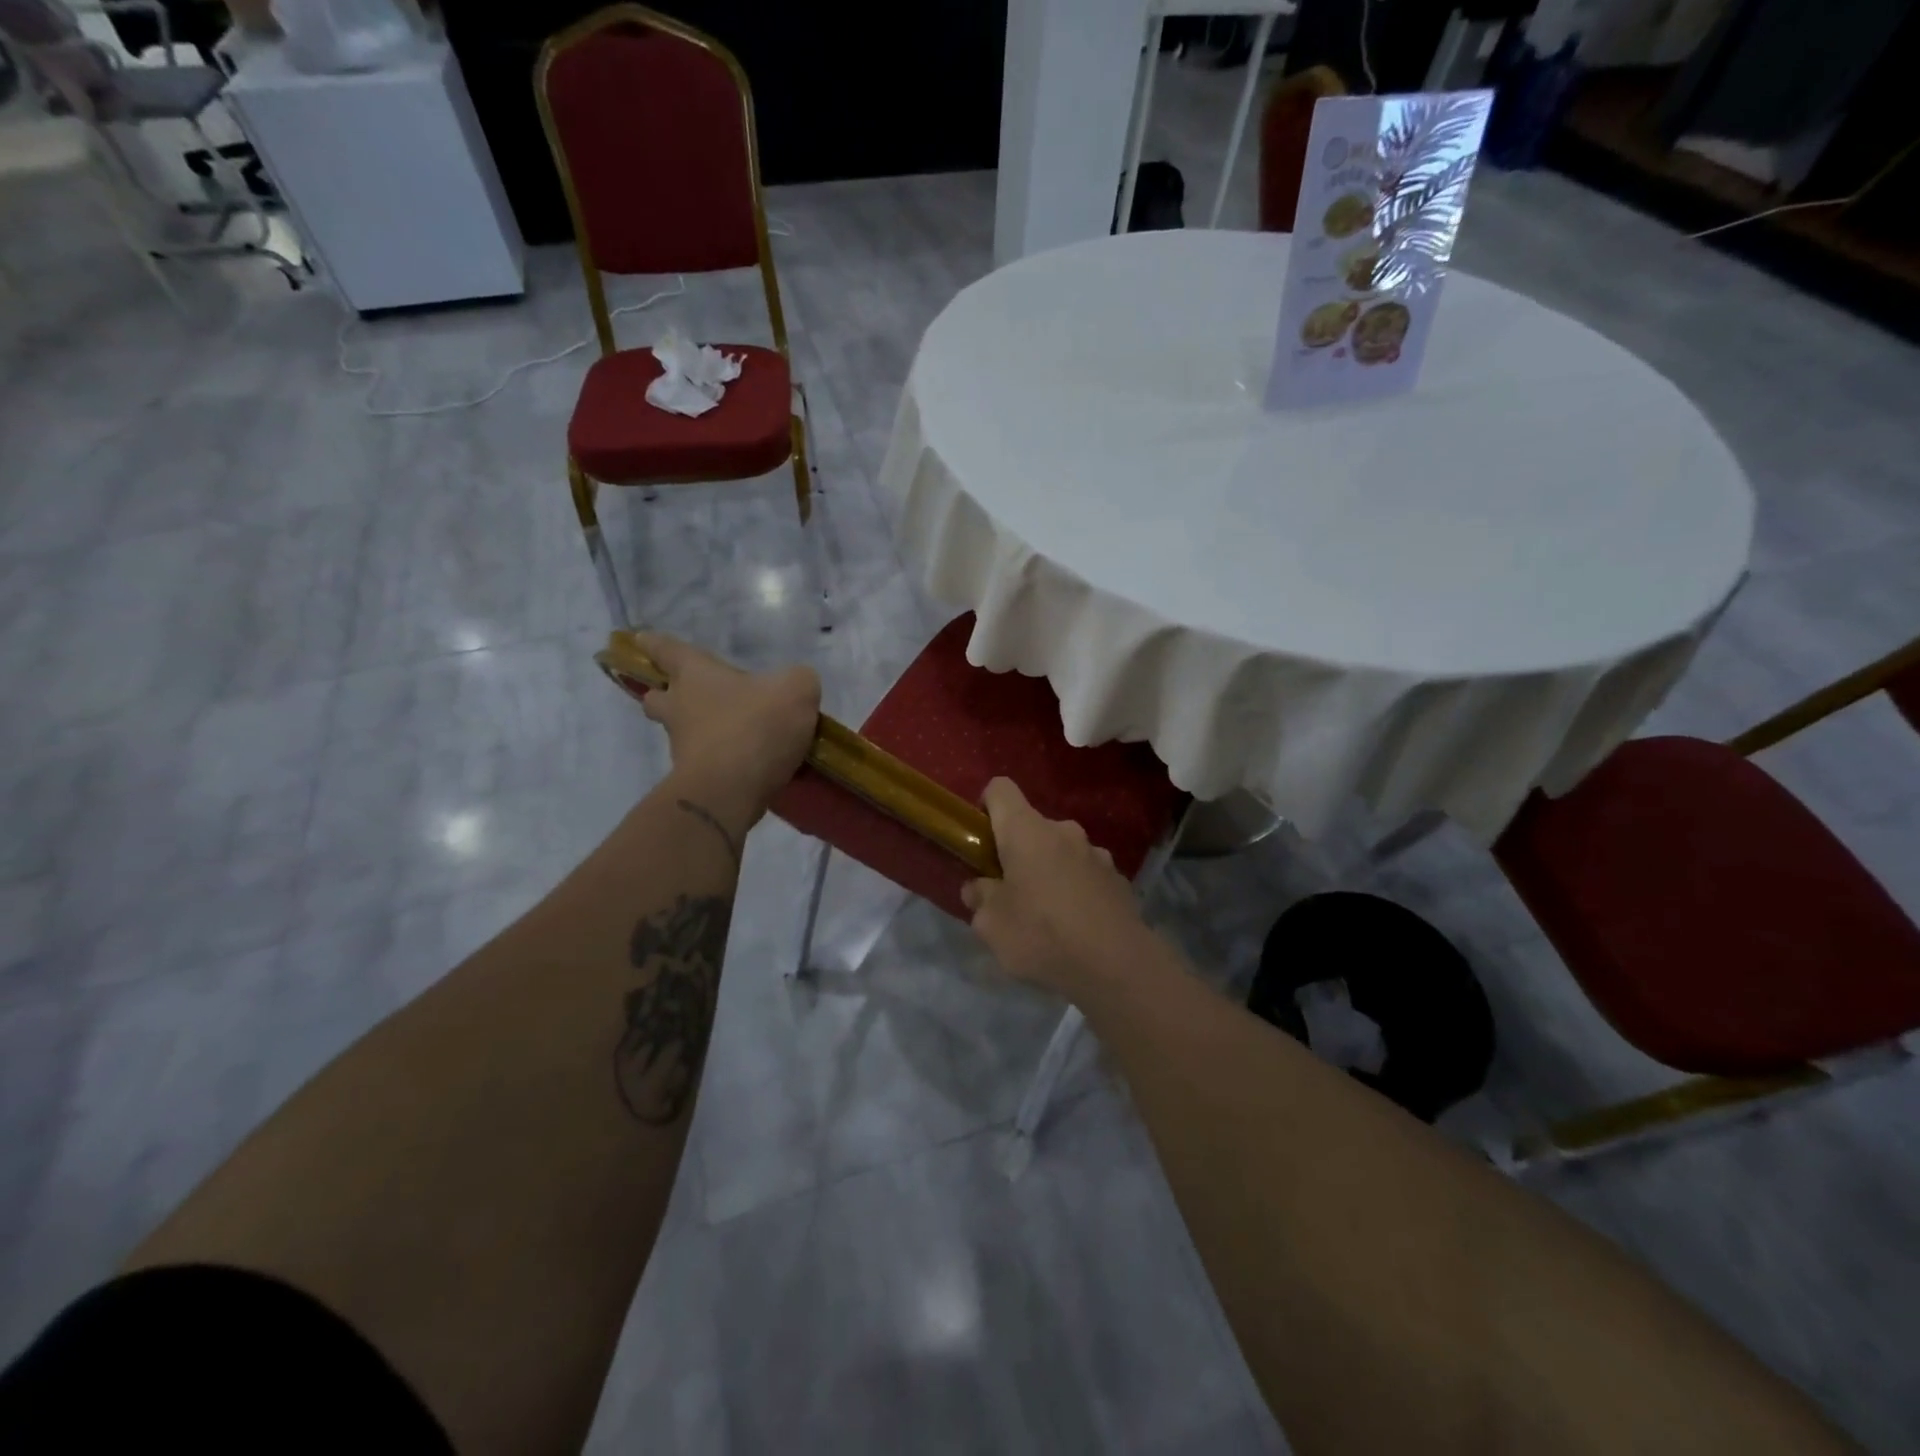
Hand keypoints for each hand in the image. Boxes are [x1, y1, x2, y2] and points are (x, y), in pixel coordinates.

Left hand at [630, 633, 820, 818]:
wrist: (731, 790)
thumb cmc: (756, 725)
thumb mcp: (796, 690)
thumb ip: (797, 680)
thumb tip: (795, 686)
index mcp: (695, 675)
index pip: (667, 650)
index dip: (656, 644)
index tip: (642, 639)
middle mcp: (680, 707)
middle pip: (657, 698)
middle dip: (665, 695)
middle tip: (684, 697)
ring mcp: (682, 746)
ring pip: (679, 733)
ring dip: (697, 732)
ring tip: (731, 735)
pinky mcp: (693, 780)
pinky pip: (703, 764)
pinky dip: (719, 762)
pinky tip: (747, 765)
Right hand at [961, 778, 1148, 998]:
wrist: (1117, 965)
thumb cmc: (1042, 934)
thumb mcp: (991, 925)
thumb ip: (980, 899)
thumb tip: (978, 888)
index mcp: (1026, 831)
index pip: (1000, 789)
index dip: (986, 806)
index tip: (981, 840)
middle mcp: (1063, 831)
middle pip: (1031, 827)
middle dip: (1017, 852)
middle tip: (1009, 893)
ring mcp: (1096, 853)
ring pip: (1061, 852)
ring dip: (1049, 872)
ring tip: (1046, 916)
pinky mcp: (1118, 878)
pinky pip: (1086, 875)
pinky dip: (1076, 890)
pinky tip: (1077, 926)